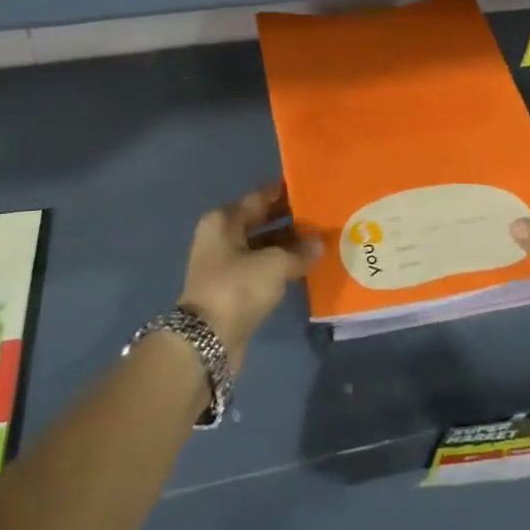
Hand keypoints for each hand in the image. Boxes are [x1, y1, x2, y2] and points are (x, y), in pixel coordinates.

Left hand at [180, 183, 318, 371]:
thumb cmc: (238, 288)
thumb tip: (318, 242)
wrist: (207, 341)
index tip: (312, 188)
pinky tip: (304, 266)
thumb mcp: (274, 264)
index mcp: (224, 220)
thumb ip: (299, 251)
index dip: (285, 192)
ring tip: (319, 241)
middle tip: (321, 215)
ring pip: (262, 246)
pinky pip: (261, 268)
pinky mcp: (232, 288)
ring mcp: (225, 264)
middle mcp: (221, 237)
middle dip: (289, 219)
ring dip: (287, 245)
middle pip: (260, 220)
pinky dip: (280, 266)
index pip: (259, 197)